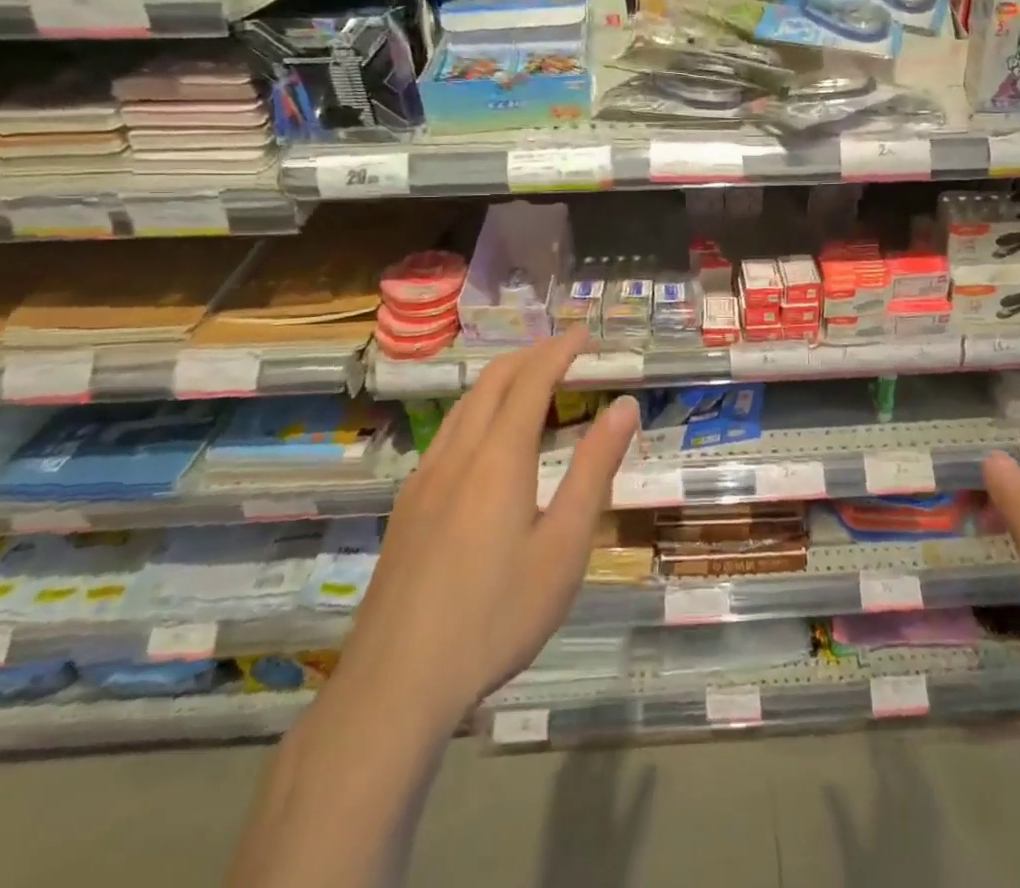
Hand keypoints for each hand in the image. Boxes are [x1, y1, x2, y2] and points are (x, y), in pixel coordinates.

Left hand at [341, 327, 638, 718]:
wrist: (395, 685)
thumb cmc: (496, 615)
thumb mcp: (563, 547)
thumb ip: (594, 470)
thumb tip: (624, 408)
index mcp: (499, 457)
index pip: (532, 379)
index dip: (560, 350)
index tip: (586, 333)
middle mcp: (458, 454)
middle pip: (494, 381)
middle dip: (531, 354)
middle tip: (566, 349)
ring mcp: (425, 479)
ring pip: (465, 405)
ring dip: (502, 379)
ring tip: (532, 380)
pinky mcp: (408, 506)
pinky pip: (447, 432)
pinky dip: (478, 409)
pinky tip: (487, 440)